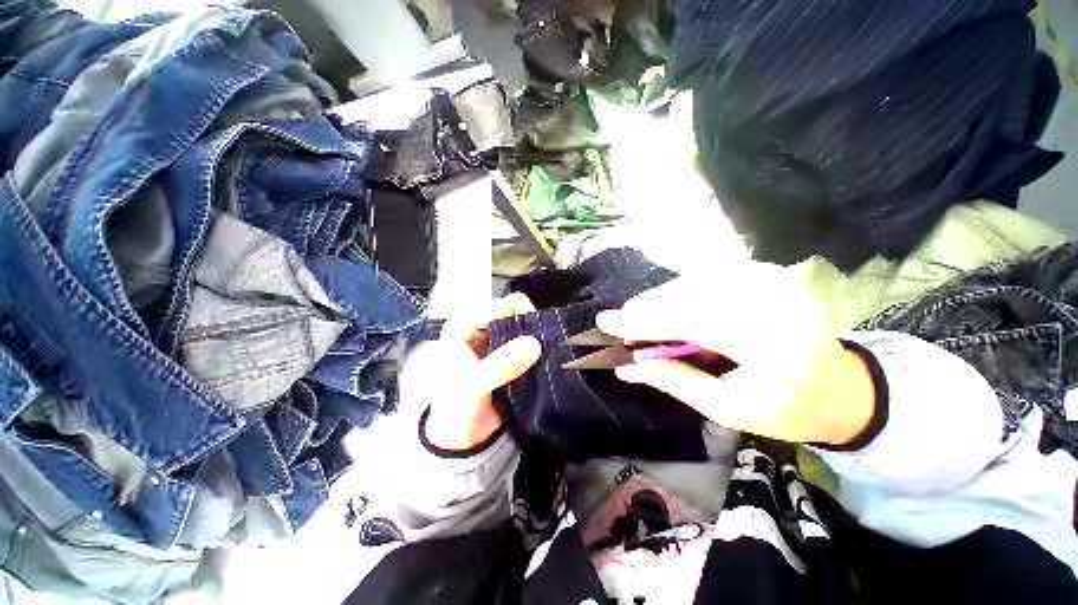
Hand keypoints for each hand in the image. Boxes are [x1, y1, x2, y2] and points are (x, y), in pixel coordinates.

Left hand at [419, 294, 541, 449]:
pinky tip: (548, 353)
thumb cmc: (457, 409)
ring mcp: (497, 342)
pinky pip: (528, 343)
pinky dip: (539, 346)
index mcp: (462, 328)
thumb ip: (501, 365)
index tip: (533, 325)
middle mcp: (480, 329)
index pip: (492, 306)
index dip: (513, 311)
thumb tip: (534, 344)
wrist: (462, 440)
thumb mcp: (474, 386)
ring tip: (549, 345)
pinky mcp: (510, 356)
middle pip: (510, 311)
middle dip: (528, 321)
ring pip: (522, 326)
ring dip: (536, 334)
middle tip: (543, 337)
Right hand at [595, 263, 875, 445]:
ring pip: (696, 283)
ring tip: (638, 317)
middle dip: (647, 308)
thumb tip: (627, 368)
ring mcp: (773, 285)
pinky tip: (667, 306)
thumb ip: (675, 382)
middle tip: (620, 321)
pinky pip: (710, 280)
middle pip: (689, 295)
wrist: (844, 390)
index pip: (688, 323)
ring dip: (660, 299)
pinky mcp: (769, 279)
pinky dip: (680, 292)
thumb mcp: (728, 409)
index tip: (607, 321)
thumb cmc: (789, 410)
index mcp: (768, 346)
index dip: (642, 321)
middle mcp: (771, 304)